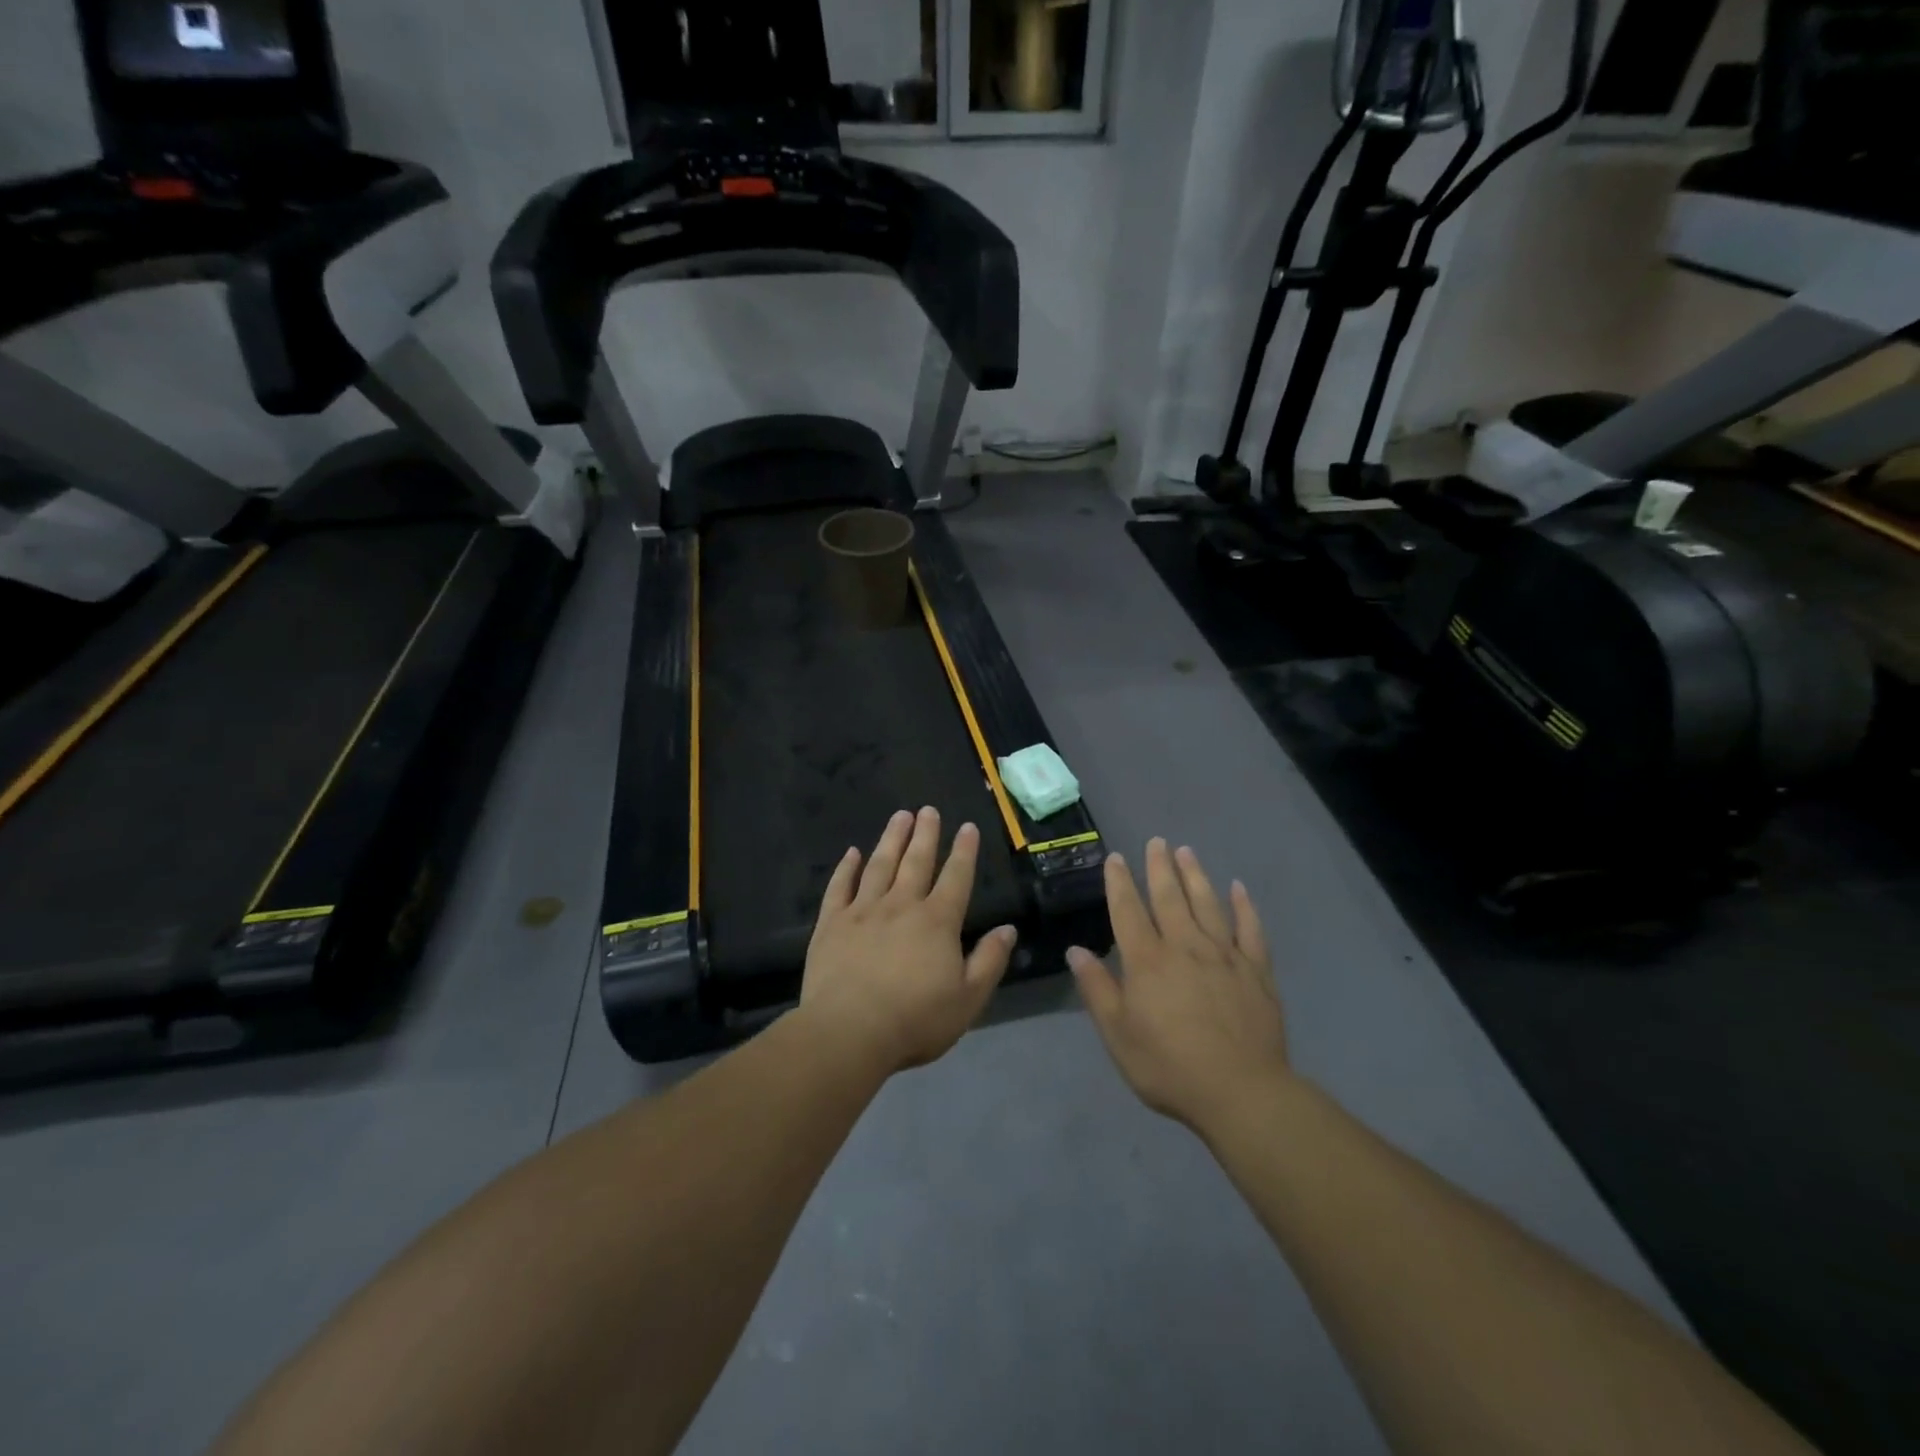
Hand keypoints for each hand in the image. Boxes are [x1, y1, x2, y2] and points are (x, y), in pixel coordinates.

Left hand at [800, 807, 1017, 1074]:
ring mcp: (863, 911)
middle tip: (928, 810)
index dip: (964, 851)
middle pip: (916, 862)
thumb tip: (1008, 929)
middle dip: (925, 834)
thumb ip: (989, 961)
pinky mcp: (831, 924)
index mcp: (937, 922)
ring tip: (899, 816)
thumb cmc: (915, 1020)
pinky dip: (846, 868)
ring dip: (891, 839)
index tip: (967, 827)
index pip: (956, 878)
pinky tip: (851, 853)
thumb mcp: (968, 999)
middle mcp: (901, 906)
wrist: (849, 1032)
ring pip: (879, 865)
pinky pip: (840, 887)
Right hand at [1068, 839, 1290, 1133]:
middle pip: (1169, 898)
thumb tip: (1076, 951)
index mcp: (1147, 961)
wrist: (1241, 1092)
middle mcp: (1185, 947)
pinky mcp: (1256, 971)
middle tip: (1157, 841)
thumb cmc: (1169, 1067)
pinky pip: (1250, 930)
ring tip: (1187, 852)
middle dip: (1160, 868)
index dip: (1120, 883)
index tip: (1116, 858)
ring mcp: (1225, 956)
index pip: (1129, 911)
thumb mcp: (1118, 1035)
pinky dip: (1244, 907)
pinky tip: (1238, 889)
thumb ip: (1097, 989)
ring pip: (1208, 905)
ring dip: (1196, 876)